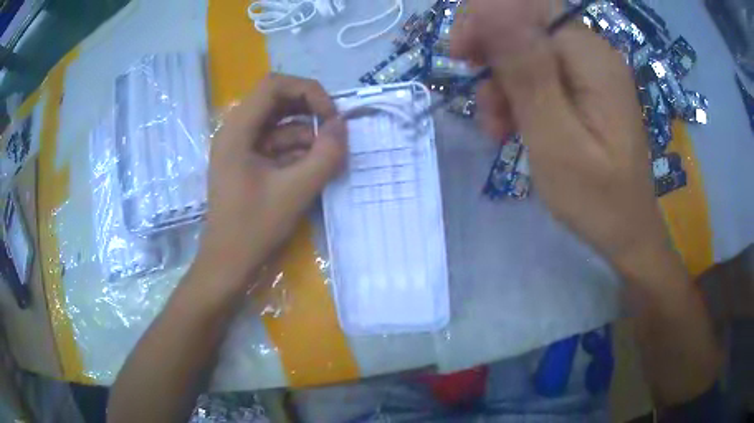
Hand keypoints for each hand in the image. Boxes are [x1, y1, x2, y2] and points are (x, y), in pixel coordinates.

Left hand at [191, 74, 346, 293]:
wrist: (228, 264)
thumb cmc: (253, 228)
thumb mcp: (296, 191)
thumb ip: (325, 155)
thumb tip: (342, 125)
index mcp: (237, 130)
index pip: (274, 85)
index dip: (307, 91)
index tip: (331, 116)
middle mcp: (236, 131)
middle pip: (277, 100)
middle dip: (309, 111)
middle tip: (334, 131)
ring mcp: (240, 147)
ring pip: (279, 124)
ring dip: (306, 134)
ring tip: (328, 157)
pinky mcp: (247, 163)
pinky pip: (276, 144)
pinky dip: (297, 151)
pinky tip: (314, 168)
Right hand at [452, 0, 673, 270]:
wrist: (626, 232)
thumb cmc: (596, 198)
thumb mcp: (555, 139)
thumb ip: (527, 71)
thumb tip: (492, 7)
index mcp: (591, 57)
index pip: (528, 7)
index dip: (486, 21)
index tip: (462, 59)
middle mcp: (593, 53)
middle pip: (526, 26)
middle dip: (494, 59)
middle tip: (485, 106)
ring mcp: (591, 71)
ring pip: (528, 52)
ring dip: (504, 84)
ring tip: (499, 130)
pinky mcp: (586, 89)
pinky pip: (542, 74)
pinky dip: (520, 96)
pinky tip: (514, 127)